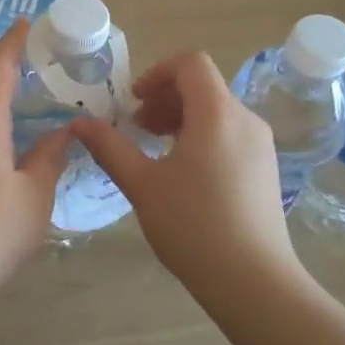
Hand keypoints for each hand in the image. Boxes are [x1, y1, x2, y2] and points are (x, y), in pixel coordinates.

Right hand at [70, 51, 298, 295]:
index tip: (133, 101)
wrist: (253, 281)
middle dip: (165, 98)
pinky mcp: (266, 168)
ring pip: (217, 111)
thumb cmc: (193, 226)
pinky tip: (184, 173)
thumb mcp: (143, 185)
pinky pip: (230, 134)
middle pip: (204, 86)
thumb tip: (78, 123)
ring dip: (181, 118)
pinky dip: (202, 136)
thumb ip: (110, 148)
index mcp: (217, 113)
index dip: (157, 72)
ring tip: (155, 150)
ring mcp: (261, 145)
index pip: (191, 63)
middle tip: (136, 128)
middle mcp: (246, 119)